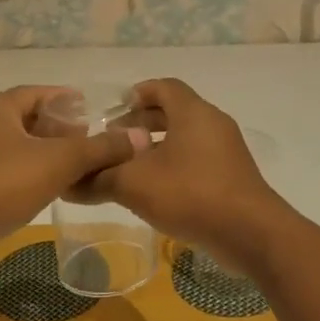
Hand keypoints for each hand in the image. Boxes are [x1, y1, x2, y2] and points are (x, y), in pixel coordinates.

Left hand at [0, 86, 147, 252]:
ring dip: (41, 151)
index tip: (90, 109)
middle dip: (56, 127)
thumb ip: (100, 148)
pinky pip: (1, 167)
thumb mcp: (59, 162)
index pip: (38, 92)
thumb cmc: (1, 183)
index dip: (66, 99)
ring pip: (13, 144)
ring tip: (70, 165)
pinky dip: (24, 170)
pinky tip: (42, 187)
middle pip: (25, 118)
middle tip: (86, 140)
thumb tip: (140, 137)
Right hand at [78, 78, 290, 262]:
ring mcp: (227, 151)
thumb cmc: (191, 194)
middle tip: (115, 142)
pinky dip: (175, 167)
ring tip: (130, 169)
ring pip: (186, 138)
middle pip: (174, 112)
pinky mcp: (233, 176)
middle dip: (143, 124)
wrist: (251, 233)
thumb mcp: (134, 185)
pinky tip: (156, 192)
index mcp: (193, 112)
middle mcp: (213, 123)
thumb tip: (68, 183)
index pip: (163, 87)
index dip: (137, 94)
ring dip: (158, 149)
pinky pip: (198, 161)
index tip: (113, 111)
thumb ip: (99, 179)